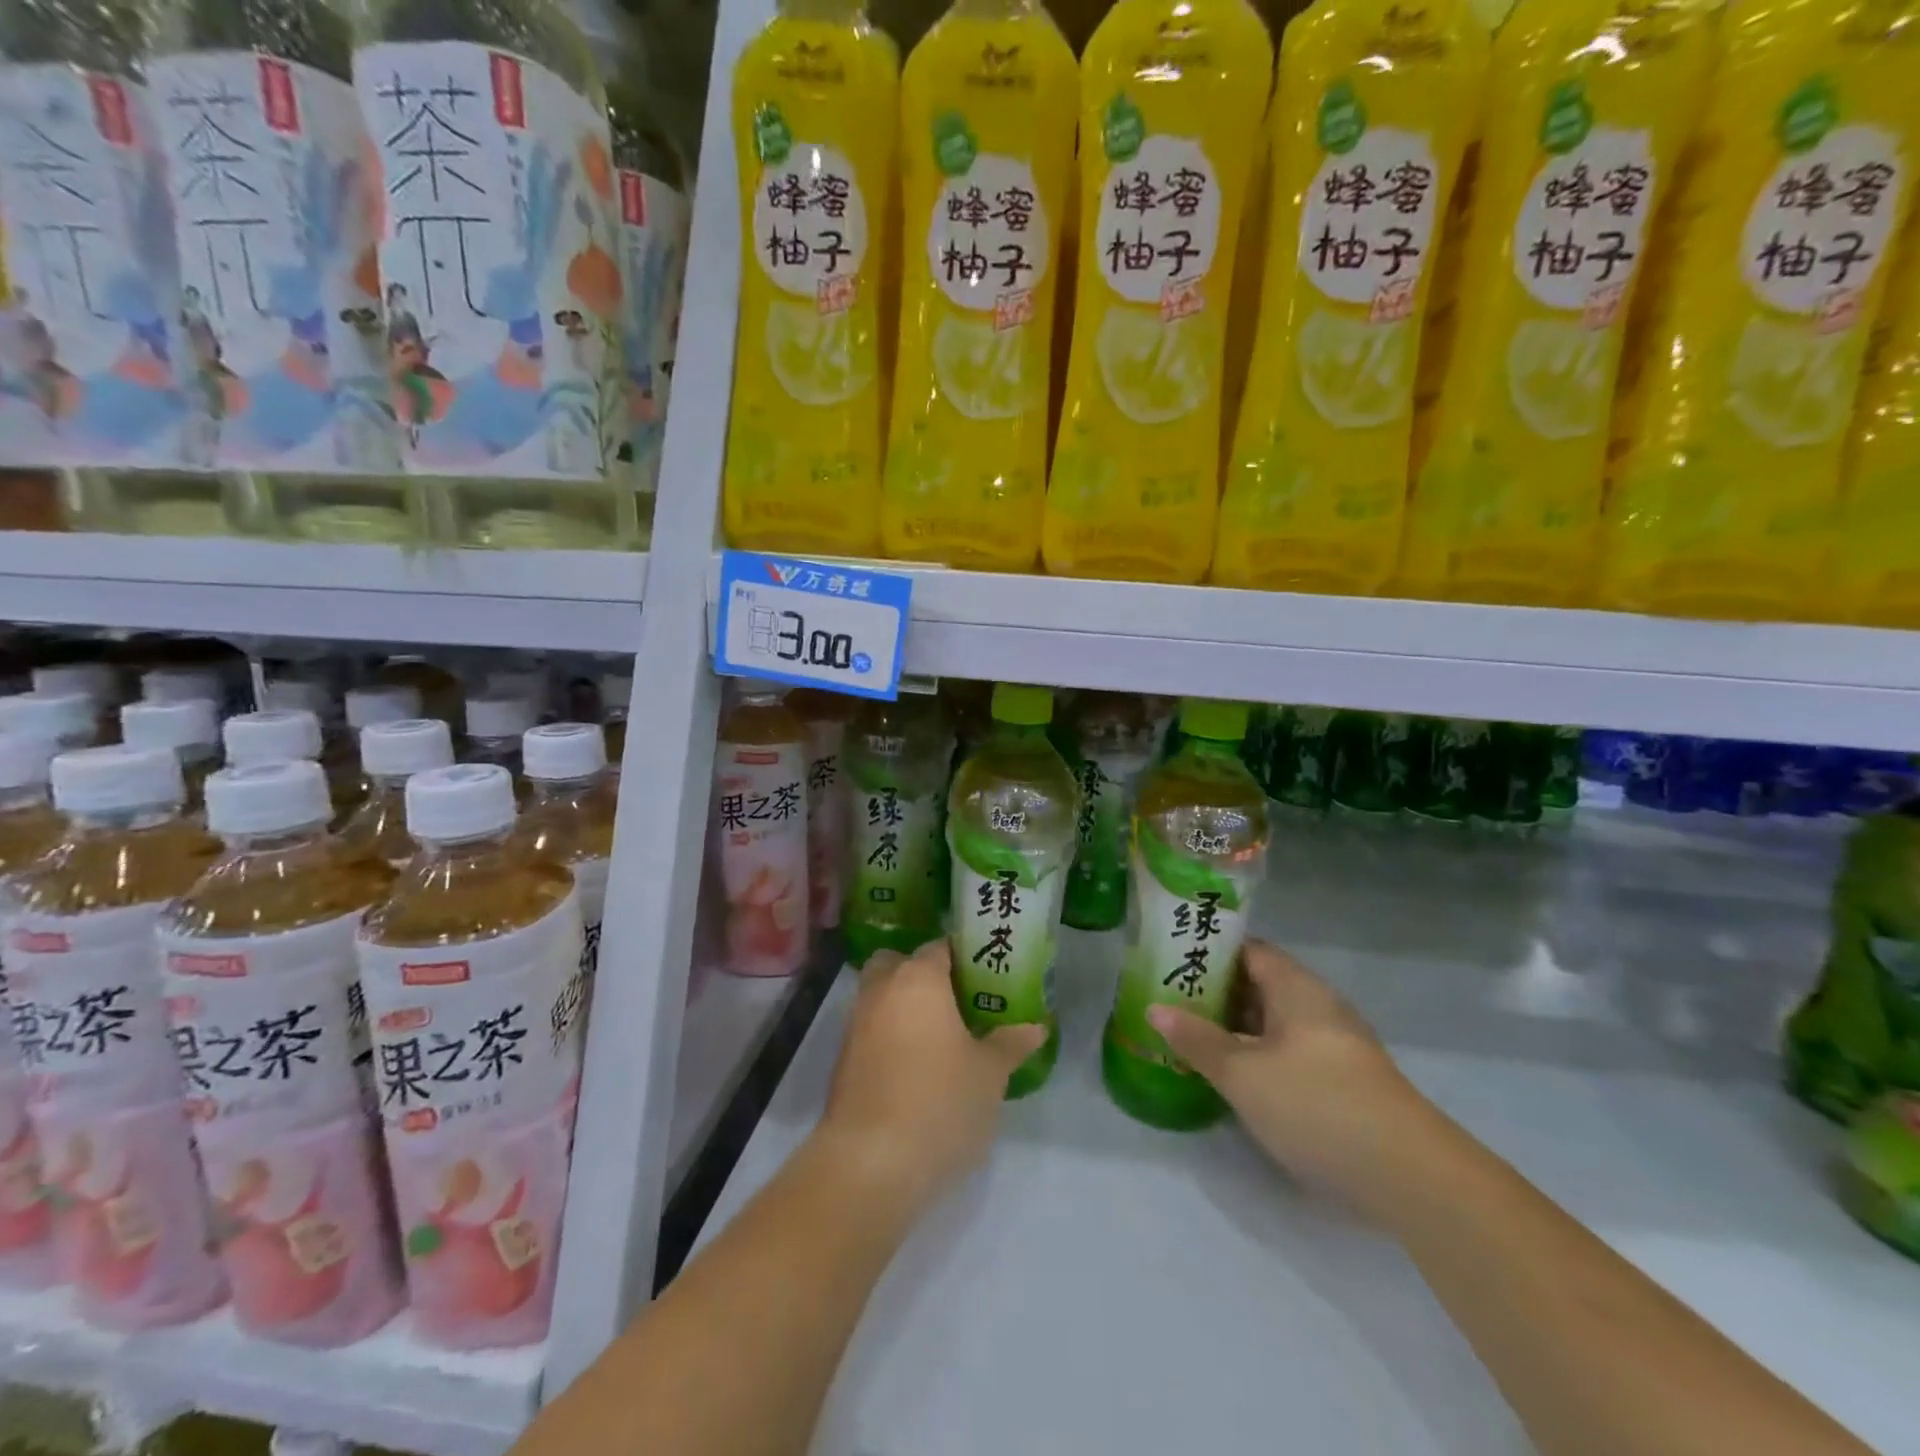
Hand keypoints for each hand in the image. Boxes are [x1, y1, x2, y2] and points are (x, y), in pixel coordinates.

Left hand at [817, 939, 1046, 1214]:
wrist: (870, 1163)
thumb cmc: (940, 1102)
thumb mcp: (989, 1074)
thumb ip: (1010, 1043)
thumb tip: (1036, 1027)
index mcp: (918, 978)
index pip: (941, 947)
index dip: (965, 957)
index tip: (988, 975)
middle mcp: (881, 989)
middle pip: (900, 963)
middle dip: (924, 975)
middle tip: (959, 1002)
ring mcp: (855, 1024)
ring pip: (882, 997)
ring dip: (905, 1007)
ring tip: (943, 1037)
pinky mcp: (843, 1060)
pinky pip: (872, 1030)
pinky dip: (891, 1036)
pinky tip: (917, 1067)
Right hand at [1148, 939, 1440, 1220]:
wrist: (1413, 1179)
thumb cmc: (1317, 1106)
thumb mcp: (1243, 1074)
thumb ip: (1197, 1040)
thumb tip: (1155, 1008)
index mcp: (1296, 988)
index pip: (1247, 951)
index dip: (1208, 951)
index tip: (1168, 959)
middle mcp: (1318, 1006)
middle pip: (1258, 985)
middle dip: (1213, 992)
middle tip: (1166, 999)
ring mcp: (1334, 1045)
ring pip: (1272, 1023)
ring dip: (1233, 1027)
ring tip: (1186, 1035)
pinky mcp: (1343, 1082)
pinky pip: (1287, 1052)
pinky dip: (1256, 1054)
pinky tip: (1230, 1075)